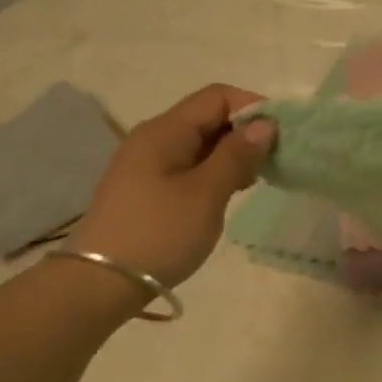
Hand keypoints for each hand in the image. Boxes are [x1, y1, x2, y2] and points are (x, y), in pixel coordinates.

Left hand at [68, 84, 275, 287]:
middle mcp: (153, 138)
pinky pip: (188, 165)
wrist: (100, 284)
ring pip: (199, 143)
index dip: (253, 107)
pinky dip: (214, 171)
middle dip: (245, 132)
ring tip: (256, 179)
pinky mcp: (147, 188)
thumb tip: (265, 124)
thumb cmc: (159, 234)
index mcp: (165, 131)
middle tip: (274, 161)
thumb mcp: (206, 194)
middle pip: (207, 117)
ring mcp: (147, 164)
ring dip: (231, 154)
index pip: (217, 97)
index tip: (281, 137)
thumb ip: (237, 156)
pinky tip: (229, 193)